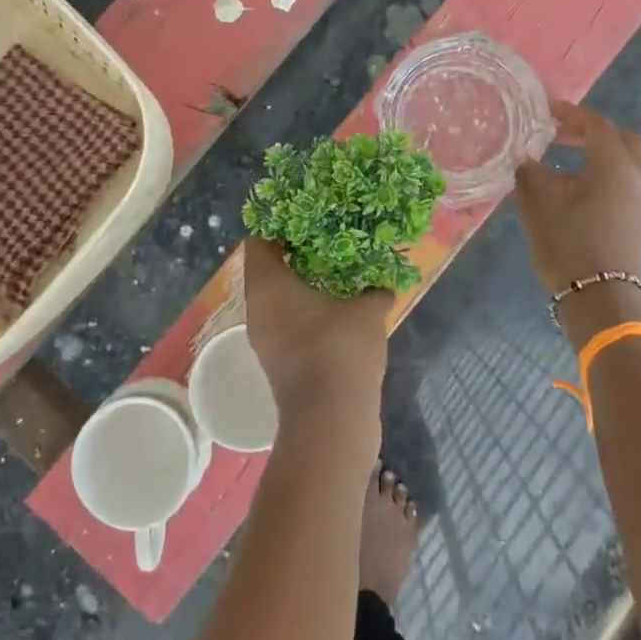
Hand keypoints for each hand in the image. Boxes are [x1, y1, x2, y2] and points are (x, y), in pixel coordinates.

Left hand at [241, 238, 389, 446]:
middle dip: (298, 254)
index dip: (280, 226)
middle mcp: (258, 309)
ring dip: (306, 286)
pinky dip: (309, 313)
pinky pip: (290, 324)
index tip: (308, 216)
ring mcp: (266, 339)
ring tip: (340, 272)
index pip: (259, 241)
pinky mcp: (280, 363)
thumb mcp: (367, 310)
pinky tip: (341, 310)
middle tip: (331, 239)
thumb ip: (373, 290)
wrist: (331, 423)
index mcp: (268, 285)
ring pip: (281, 299)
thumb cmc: (340, 351)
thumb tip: (382, 285)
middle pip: (269, 269)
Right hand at [514, 103, 640, 346]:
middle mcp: (635, 177)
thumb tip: (527, 159)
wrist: (600, 299)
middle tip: (561, 135)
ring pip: (627, 162)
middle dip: (593, 132)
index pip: (596, 125)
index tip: (546, 110)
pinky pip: (625, 183)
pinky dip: (604, 174)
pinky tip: (575, 190)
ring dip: (599, 154)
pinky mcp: (639, 221)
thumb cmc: (567, 244)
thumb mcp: (537, 204)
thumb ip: (530, 173)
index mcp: (613, 165)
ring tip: (563, 162)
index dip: (571, 113)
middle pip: (623, 139)